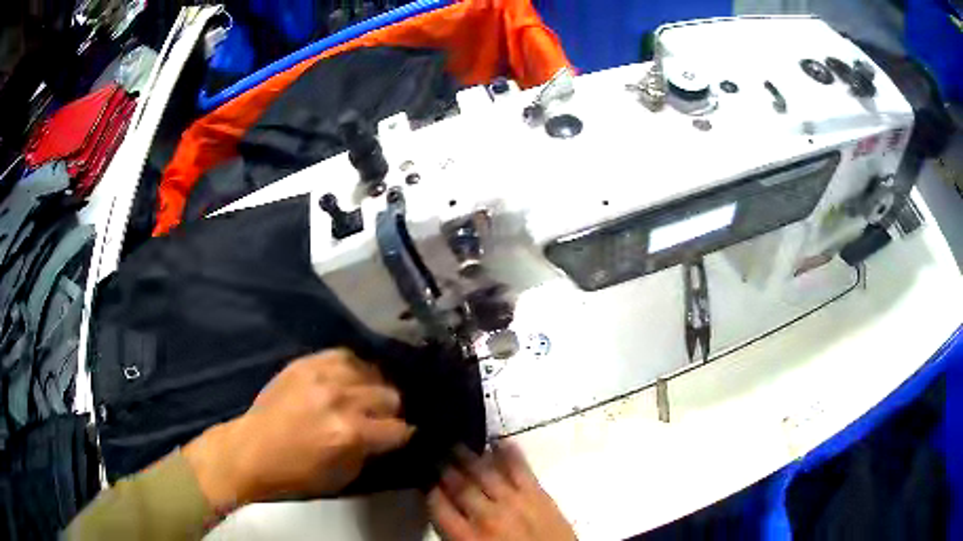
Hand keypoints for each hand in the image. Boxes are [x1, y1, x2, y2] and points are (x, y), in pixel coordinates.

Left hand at [183, 349, 413, 510]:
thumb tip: (388, 435)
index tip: (398, 437)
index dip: (403, 436)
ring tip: (364, 398)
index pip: (400, 428)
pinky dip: (353, 369)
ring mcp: (322, 376)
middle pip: (391, 396)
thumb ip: (371, 452)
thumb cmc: (296, 473)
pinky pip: (345, 355)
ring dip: (373, 389)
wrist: (250, 450)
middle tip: (379, 420)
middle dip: (390, 412)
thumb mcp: (343, 476)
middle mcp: (341, 399)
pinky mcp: (306, 363)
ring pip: (372, 372)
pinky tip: (348, 379)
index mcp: (351, 433)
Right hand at [428, 443, 576, 540]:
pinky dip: (509, 453)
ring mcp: (514, 502)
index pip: (438, 504)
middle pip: (458, 485)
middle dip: (443, 466)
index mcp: (466, 536)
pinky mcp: (539, 495)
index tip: (423, 474)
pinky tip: (498, 441)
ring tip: (456, 442)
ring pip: (485, 473)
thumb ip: (454, 533)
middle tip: (434, 449)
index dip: (429, 487)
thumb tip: (443, 509)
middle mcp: (486, 515)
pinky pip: (521, 469)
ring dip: (468, 456)